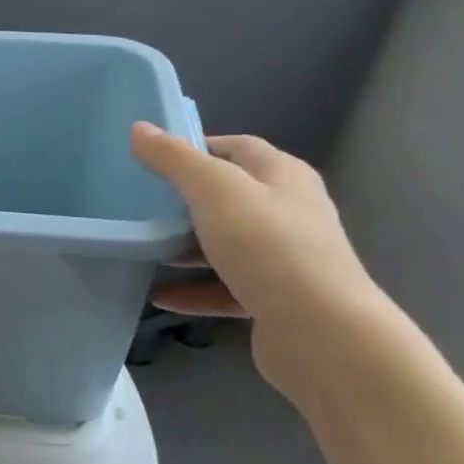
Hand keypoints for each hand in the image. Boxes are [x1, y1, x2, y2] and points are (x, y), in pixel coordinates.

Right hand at [129, 123, 387, 389]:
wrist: (324, 335)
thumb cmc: (269, 247)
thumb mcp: (214, 191)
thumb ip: (174, 159)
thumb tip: (139, 129)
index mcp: (283, 176)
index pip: (237, 147)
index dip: (196, 146)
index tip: (153, 158)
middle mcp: (289, 212)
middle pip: (229, 197)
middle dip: (185, 200)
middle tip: (140, 203)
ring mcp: (284, 259)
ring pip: (225, 244)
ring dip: (185, 247)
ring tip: (144, 248)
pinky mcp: (275, 301)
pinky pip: (225, 289)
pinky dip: (193, 290)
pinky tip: (159, 297)